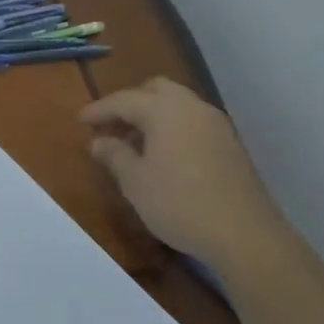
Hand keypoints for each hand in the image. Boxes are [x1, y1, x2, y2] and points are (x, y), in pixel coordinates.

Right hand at [80, 76, 286, 273]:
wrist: (244, 234)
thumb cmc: (178, 203)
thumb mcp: (135, 181)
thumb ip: (114, 155)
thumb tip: (99, 141)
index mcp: (165, 110)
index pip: (124, 100)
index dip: (99, 110)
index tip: (80, 121)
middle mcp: (192, 108)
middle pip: (156, 90)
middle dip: (130, 104)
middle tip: (111, 127)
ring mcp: (216, 125)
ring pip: (177, 105)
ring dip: (153, 116)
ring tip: (134, 144)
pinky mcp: (230, 145)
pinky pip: (192, 123)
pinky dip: (172, 128)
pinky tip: (162, 156)